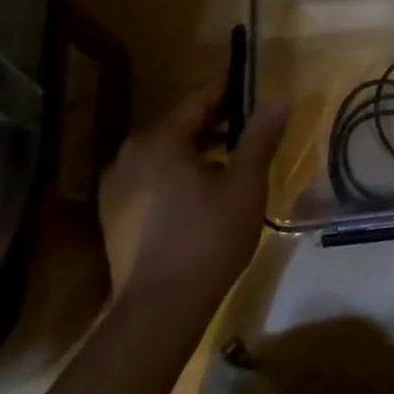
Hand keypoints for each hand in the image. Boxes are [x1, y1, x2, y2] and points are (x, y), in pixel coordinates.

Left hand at [99, 75, 288, 313]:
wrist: (159, 310)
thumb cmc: (208, 237)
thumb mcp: (246, 183)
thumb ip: (260, 137)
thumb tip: (278, 100)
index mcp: (160, 139)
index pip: (198, 98)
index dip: (227, 89)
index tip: (251, 84)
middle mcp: (130, 154)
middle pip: (179, 124)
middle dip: (214, 121)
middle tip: (248, 124)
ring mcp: (117, 185)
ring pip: (164, 151)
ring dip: (196, 149)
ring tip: (231, 159)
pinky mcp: (114, 214)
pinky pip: (151, 176)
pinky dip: (177, 172)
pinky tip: (201, 190)